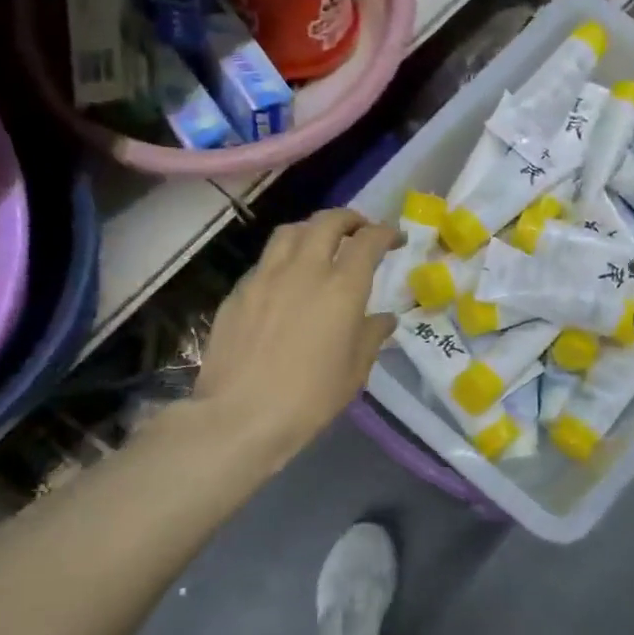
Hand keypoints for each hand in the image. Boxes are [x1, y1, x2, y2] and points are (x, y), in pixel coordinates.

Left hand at [194, 209, 398, 465]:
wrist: (240, 416)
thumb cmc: (309, 398)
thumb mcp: (355, 371)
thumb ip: (372, 336)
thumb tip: (384, 319)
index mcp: (342, 288)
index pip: (368, 241)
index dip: (385, 232)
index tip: (395, 239)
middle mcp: (304, 269)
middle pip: (327, 221)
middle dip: (349, 219)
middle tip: (359, 230)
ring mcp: (265, 276)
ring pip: (290, 231)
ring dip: (312, 229)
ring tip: (320, 243)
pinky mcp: (238, 291)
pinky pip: (265, 261)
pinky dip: (283, 259)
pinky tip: (285, 281)